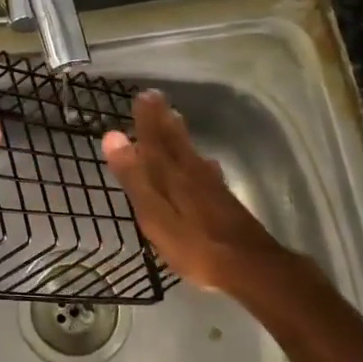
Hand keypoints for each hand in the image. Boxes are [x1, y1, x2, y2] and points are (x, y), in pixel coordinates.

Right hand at [102, 89, 294, 293]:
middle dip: (163, 120)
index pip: (154, 140)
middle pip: (175, 142)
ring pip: (191, 153)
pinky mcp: (225, 201)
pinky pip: (206, 170)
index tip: (142, 95)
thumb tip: (112, 136)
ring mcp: (211, 187)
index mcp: (171, 175)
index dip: (147, 119)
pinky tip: (206, 164)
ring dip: (180, 135)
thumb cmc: (195, 244)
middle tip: (156, 98)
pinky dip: (199, 160)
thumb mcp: (155, 214)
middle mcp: (192, 174)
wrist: (250, 266)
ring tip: (175, 119)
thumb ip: (134, 177)